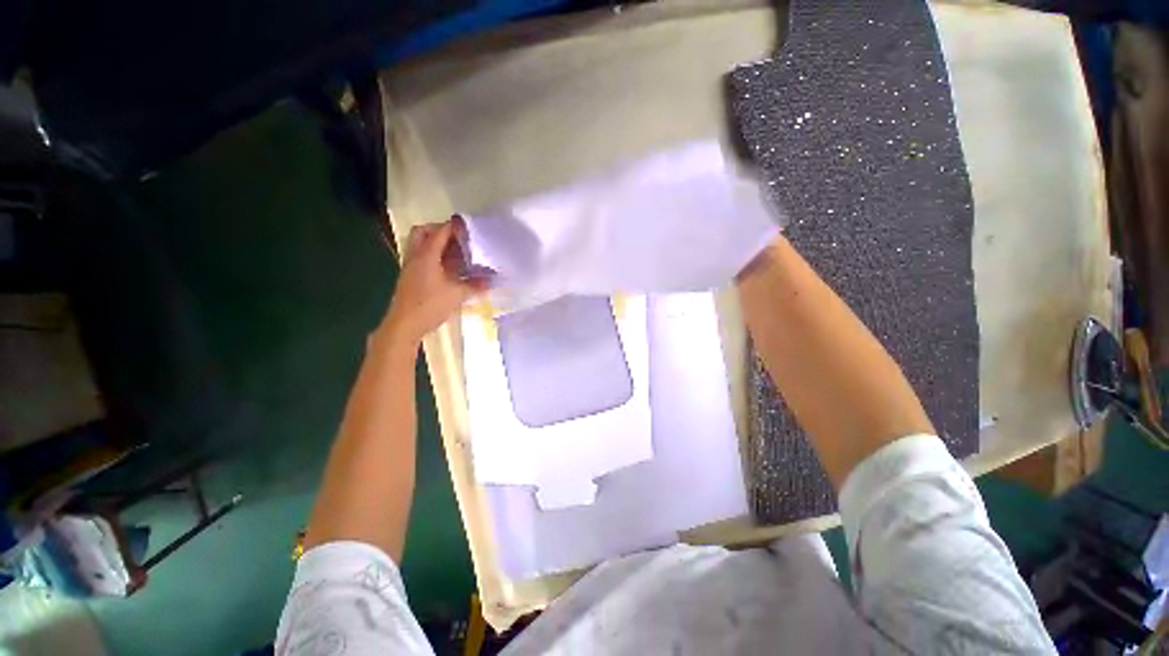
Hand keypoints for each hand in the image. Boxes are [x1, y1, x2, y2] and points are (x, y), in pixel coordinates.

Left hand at [380, 218, 487, 346]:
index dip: (454, 227)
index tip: (469, 227)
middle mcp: (415, 256)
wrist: (404, 325)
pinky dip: (435, 256)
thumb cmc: (430, 305)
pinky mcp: (410, 277)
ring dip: (437, 244)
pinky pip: (422, 257)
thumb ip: (474, 285)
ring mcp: (411, 266)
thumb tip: (492, 281)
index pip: (440, 232)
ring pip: (420, 245)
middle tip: (458, 238)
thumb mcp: (457, 294)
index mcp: (426, 255)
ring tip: (457, 252)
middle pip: (423, 232)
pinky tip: (449, 268)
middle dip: (440, 231)